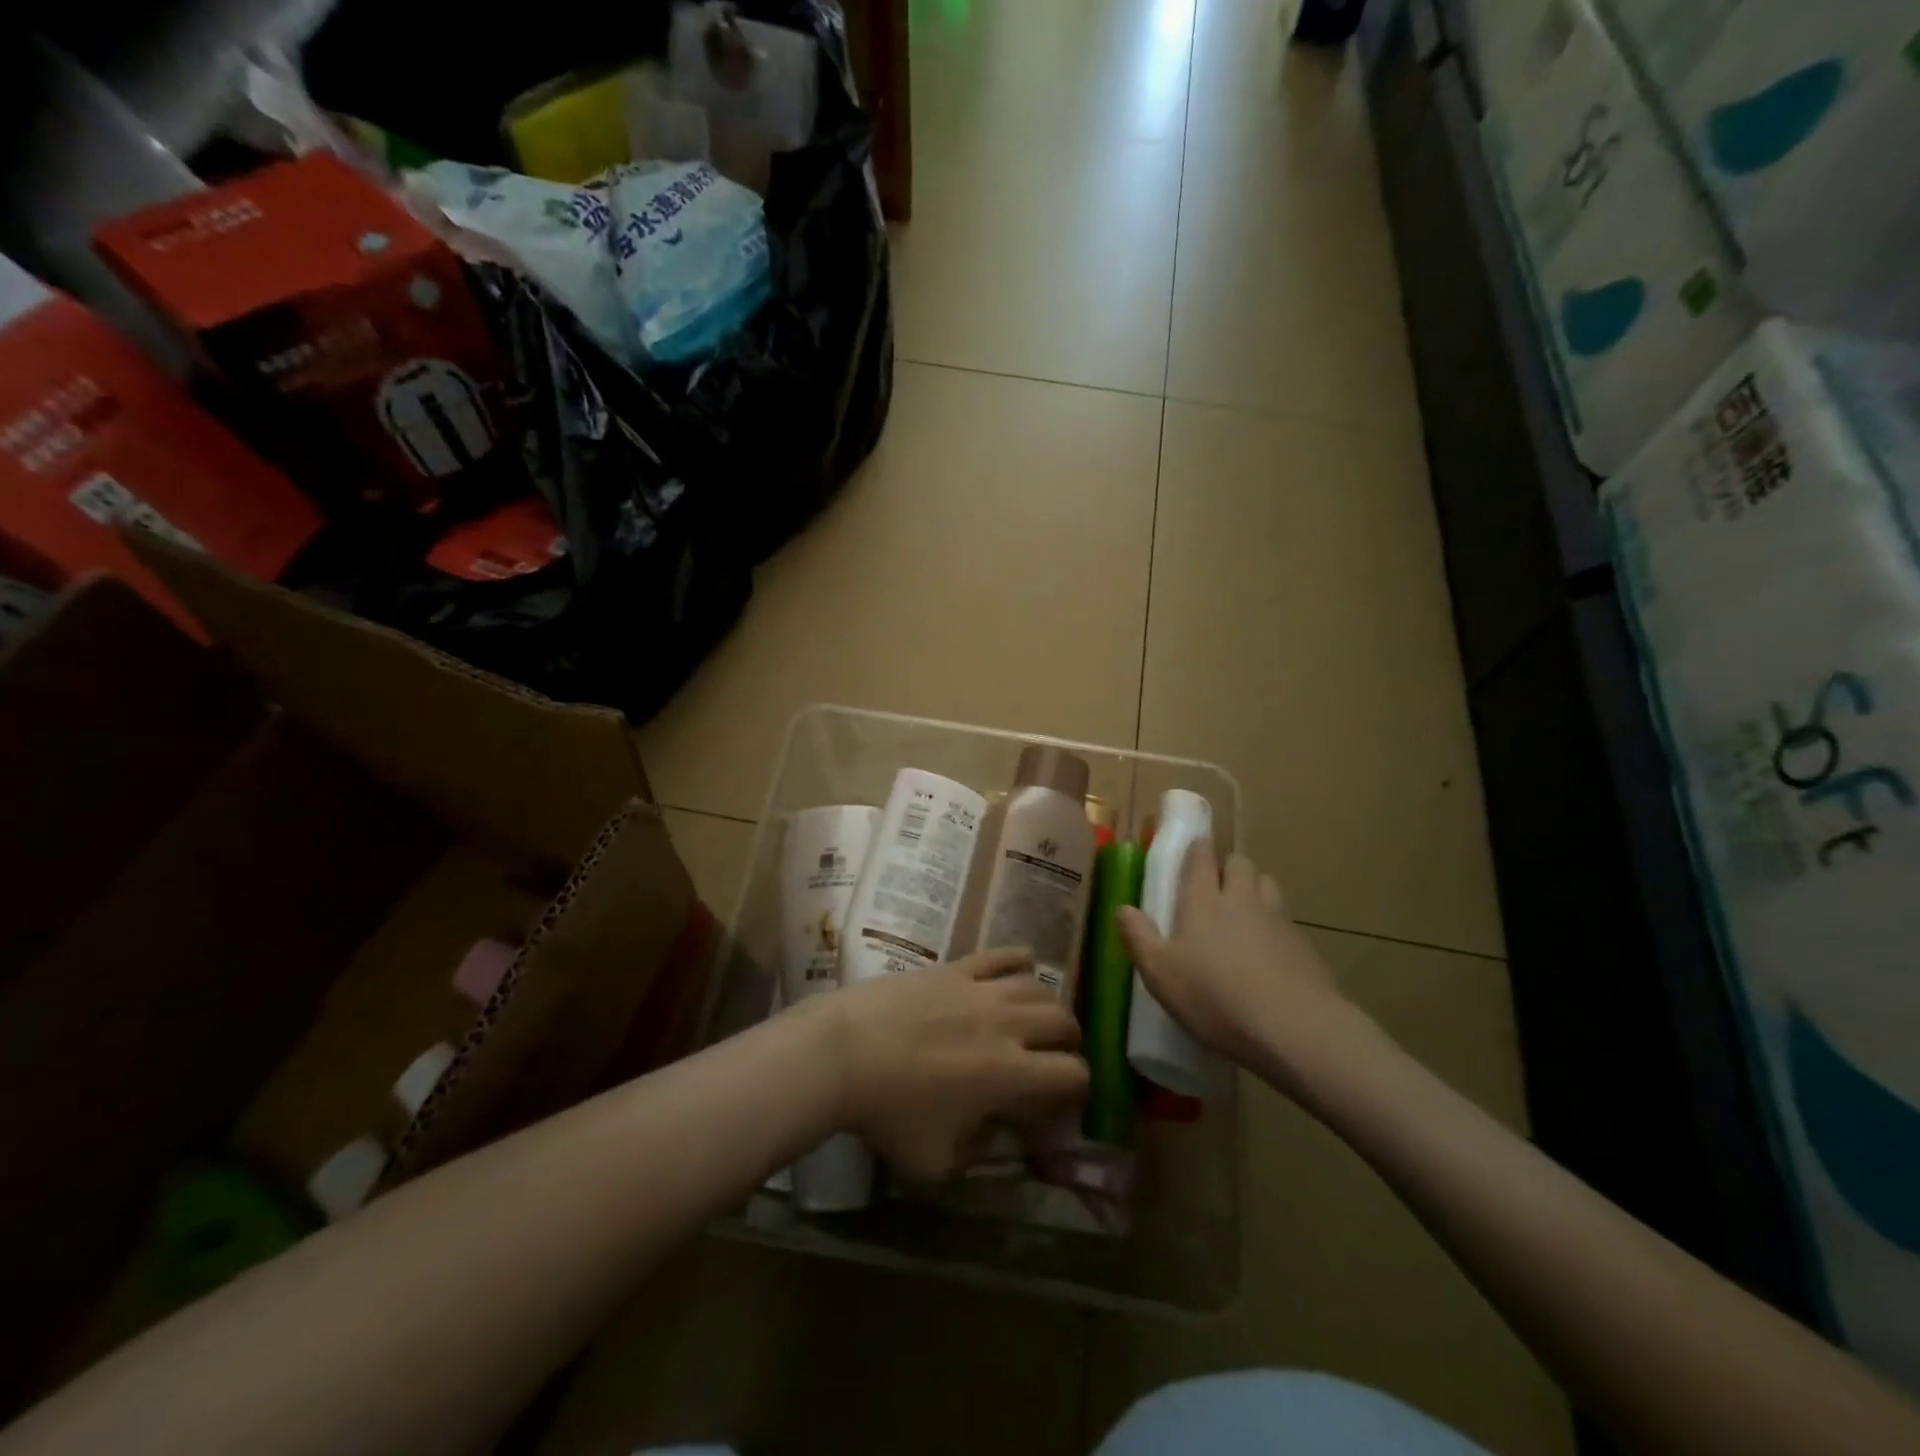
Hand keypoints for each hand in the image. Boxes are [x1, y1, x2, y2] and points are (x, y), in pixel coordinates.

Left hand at [821, 948, 1088, 1182]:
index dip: (1078, 1089)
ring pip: (1039, 986)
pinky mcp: (956, 967)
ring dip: (1048, 1005)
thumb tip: (997, 1133)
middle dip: (1068, 1043)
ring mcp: (981, 989)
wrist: (842, 1051)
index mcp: (1009, 1074)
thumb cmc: (886, 1112)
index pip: (1073, 1074)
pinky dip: (1020, 959)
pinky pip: (1002, 954)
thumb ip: (976, 1153)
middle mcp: (1007, 1024)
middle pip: (1064, 1021)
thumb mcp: (935, 1160)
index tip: (1062, 1100)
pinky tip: (1022, 967)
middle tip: (1052, 1057)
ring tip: (1036, 1019)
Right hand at [1117, 841, 1351, 1077]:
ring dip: (1255, 889)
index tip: (1193, 846)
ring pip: (1267, 884)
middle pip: (1239, 863)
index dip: (1197, 848)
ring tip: (1244, 912)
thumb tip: (1122, 908)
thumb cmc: (1214, 997)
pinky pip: (1286, 920)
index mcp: (1203, 900)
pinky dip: (1276, 925)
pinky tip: (1269, 952)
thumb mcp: (1160, 974)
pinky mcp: (1304, 945)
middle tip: (1215, 886)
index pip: (1201, 858)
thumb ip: (1138, 937)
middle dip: (1227, 867)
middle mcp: (1242, 899)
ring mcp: (1278, 919)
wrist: (1294, 1028)